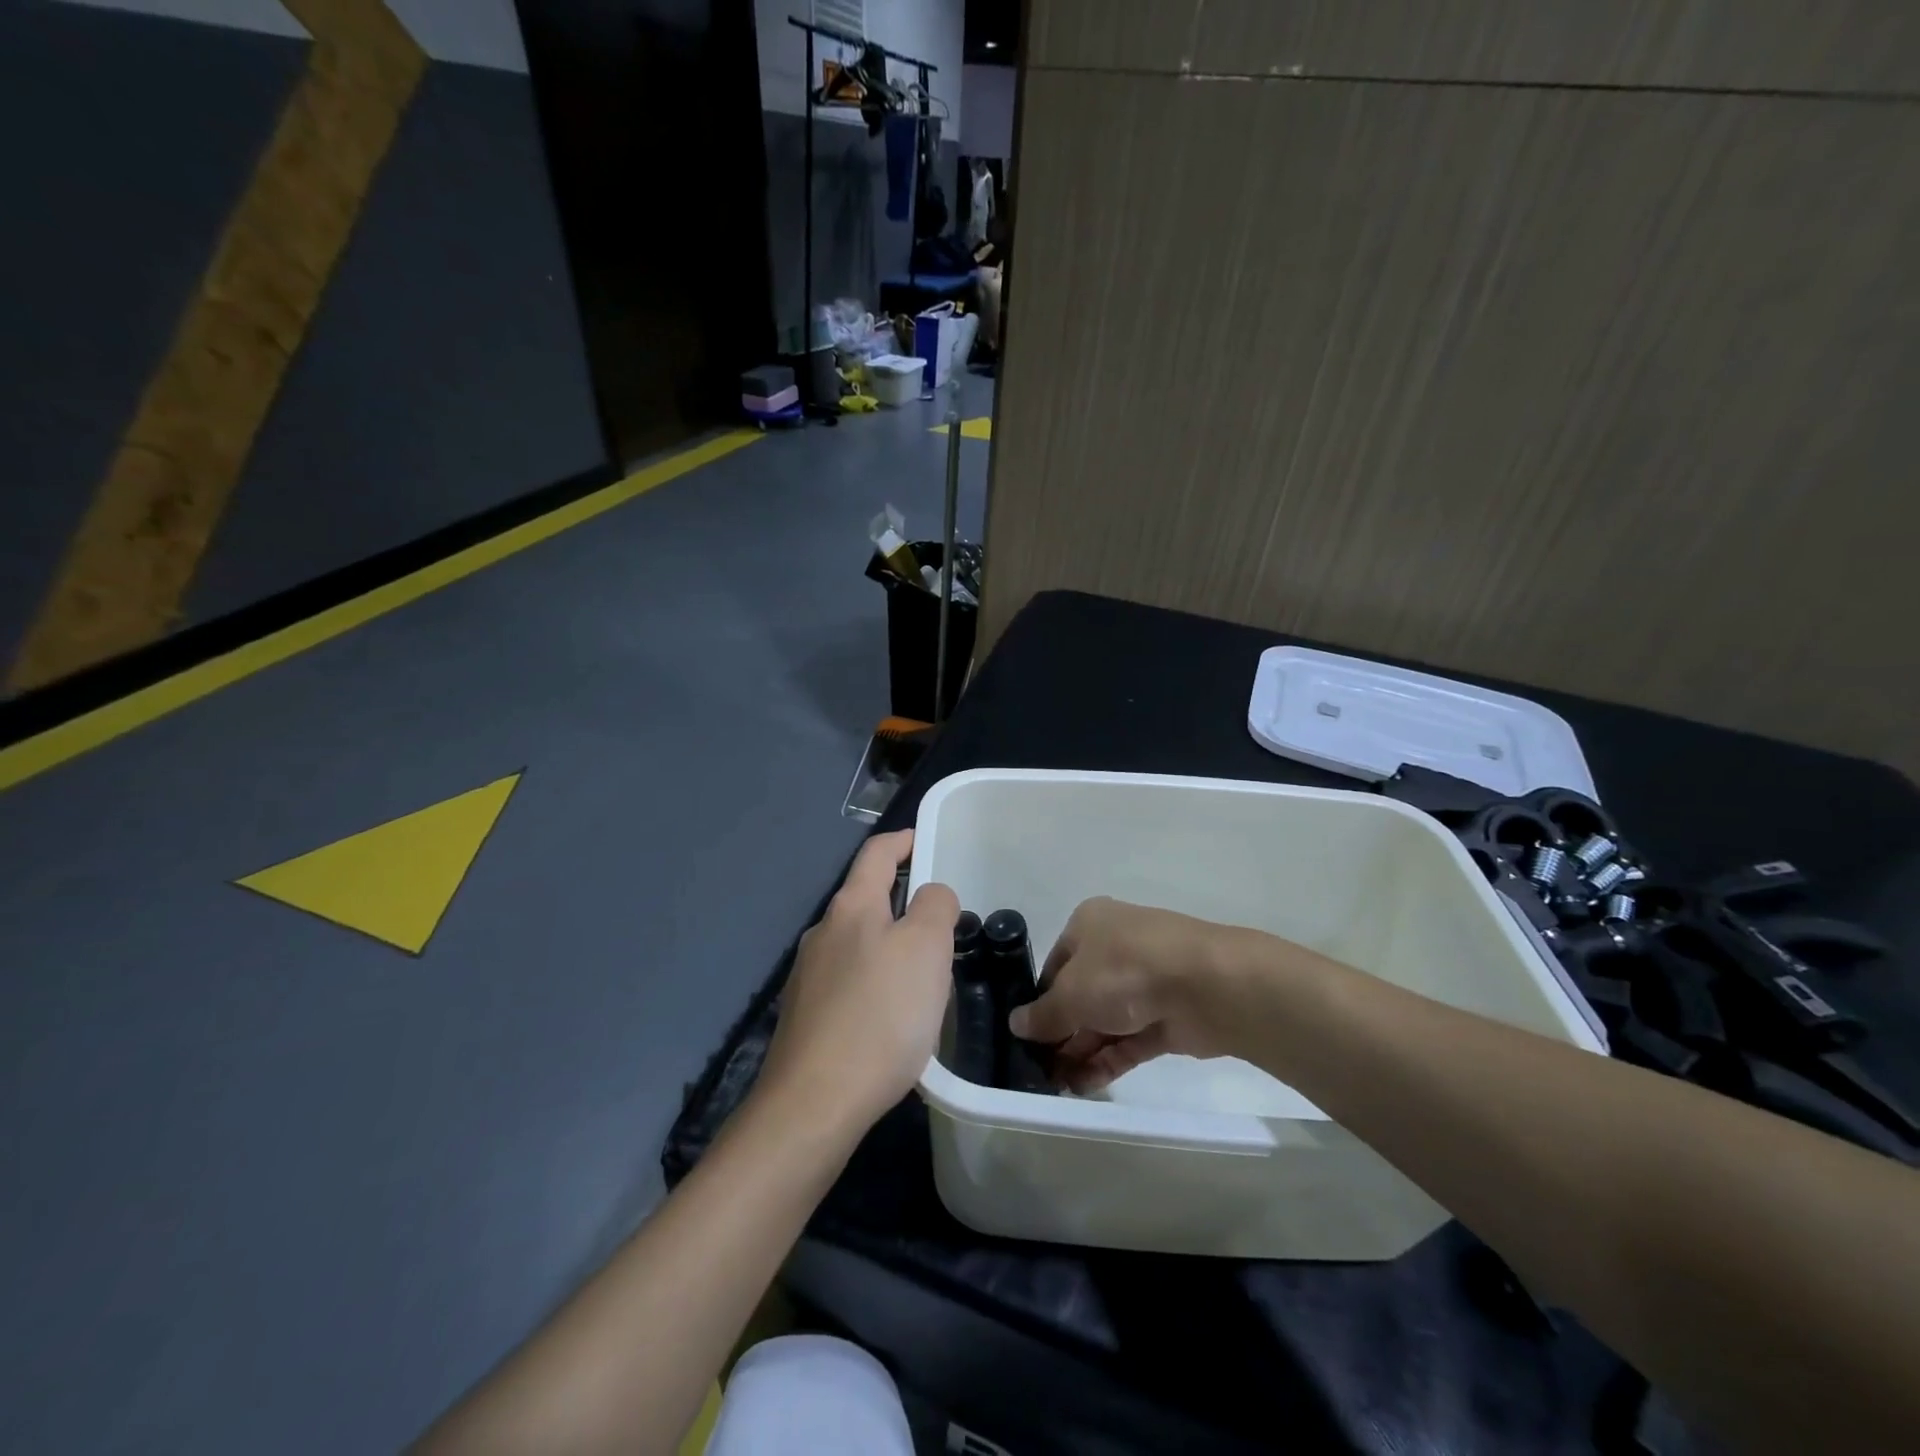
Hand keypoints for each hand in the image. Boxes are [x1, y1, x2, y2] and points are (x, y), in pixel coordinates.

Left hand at [755, 830, 960, 1133]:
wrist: (815, 1103)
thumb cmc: (880, 1015)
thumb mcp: (927, 949)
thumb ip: (935, 907)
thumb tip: (930, 896)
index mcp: (851, 907)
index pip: (876, 853)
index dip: (903, 840)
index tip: (924, 841)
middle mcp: (823, 932)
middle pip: (866, 900)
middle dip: (903, 903)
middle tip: (942, 925)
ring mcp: (808, 976)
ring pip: (858, 944)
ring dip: (890, 947)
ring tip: (923, 977)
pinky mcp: (805, 1015)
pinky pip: (849, 982)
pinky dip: (875, 984)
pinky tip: (892, 1018)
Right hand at [1010, 897, 1285, 1092]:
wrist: (1207, 986)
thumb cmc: (1125, 970)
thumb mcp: (1071, 992)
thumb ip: (1044, 1014)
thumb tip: (1016, 1024)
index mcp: (1089, 925)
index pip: (1055, 965)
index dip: (1039, 1001)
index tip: (1025, 1036)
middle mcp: (1115, 948)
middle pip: (1079, 995)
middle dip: (1060, 1033)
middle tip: (1037, 1070)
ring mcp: (1144, 984)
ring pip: (1104, 1021)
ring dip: (1080, 1053)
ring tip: (1055, 1088)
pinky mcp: (1166, 1017)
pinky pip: (1128, 1041)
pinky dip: (1107, 1061)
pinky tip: (1083, 1087)